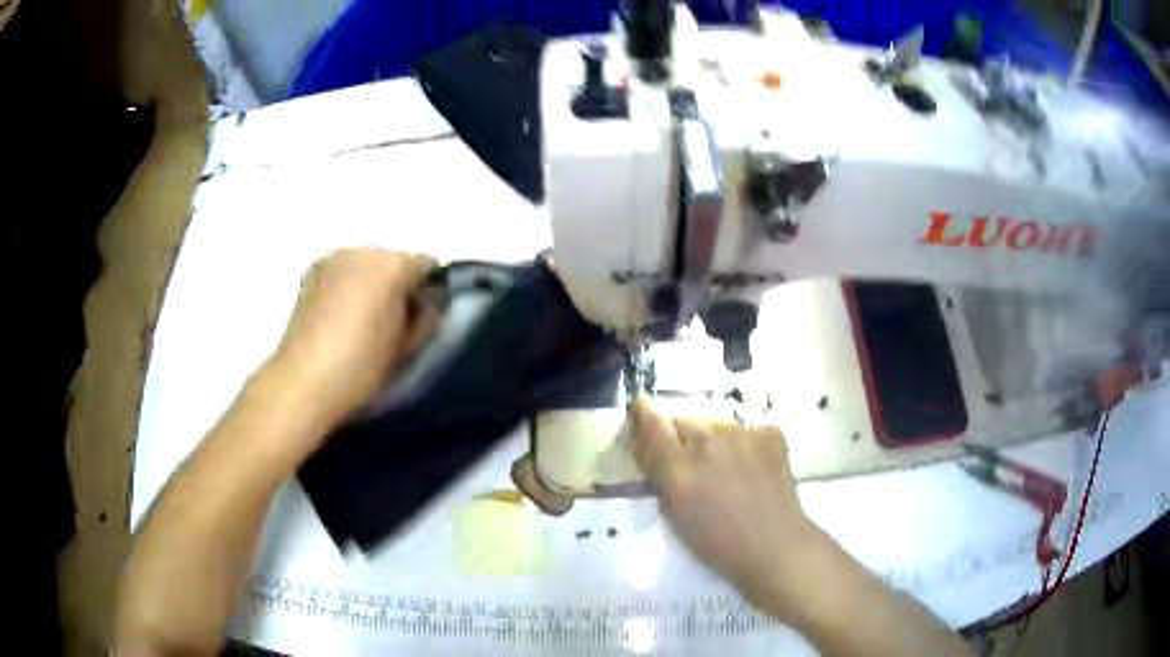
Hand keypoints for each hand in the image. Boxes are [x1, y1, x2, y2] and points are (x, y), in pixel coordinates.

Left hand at [270, 248, 436, 431]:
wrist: (304, 381)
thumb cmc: (361, 367)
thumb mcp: (407, 347)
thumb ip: (427, 318)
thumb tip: (429, 304)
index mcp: (392, 265)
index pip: (427, 264)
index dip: (429, 290)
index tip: (422, 318)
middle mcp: (363, 250)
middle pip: (394, 260)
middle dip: (398, 284)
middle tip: (392, 321)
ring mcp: (333, 258)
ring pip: (367, 264)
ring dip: (371, 283)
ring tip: (361, 320)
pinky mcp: (311, 270)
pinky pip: (343, 270)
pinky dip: (348, 284)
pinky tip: (339, 315)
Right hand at [630, 398, 828, 617]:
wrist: (774, 544)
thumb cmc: (717, 542)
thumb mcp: (674, 513)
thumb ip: (659, 475)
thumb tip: (650, 448)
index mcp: (679, 468)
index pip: (652, 423)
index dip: (644, 414)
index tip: (642, 410)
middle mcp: (709, 442)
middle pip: (685, 419)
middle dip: (683, 437)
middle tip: (692, 462)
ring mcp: (743, 434)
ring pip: (717, 424)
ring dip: (714, 440)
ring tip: (727, 467)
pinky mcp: (770, 434)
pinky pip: (746, 431)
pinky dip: (745, 444)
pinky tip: (752, 468)